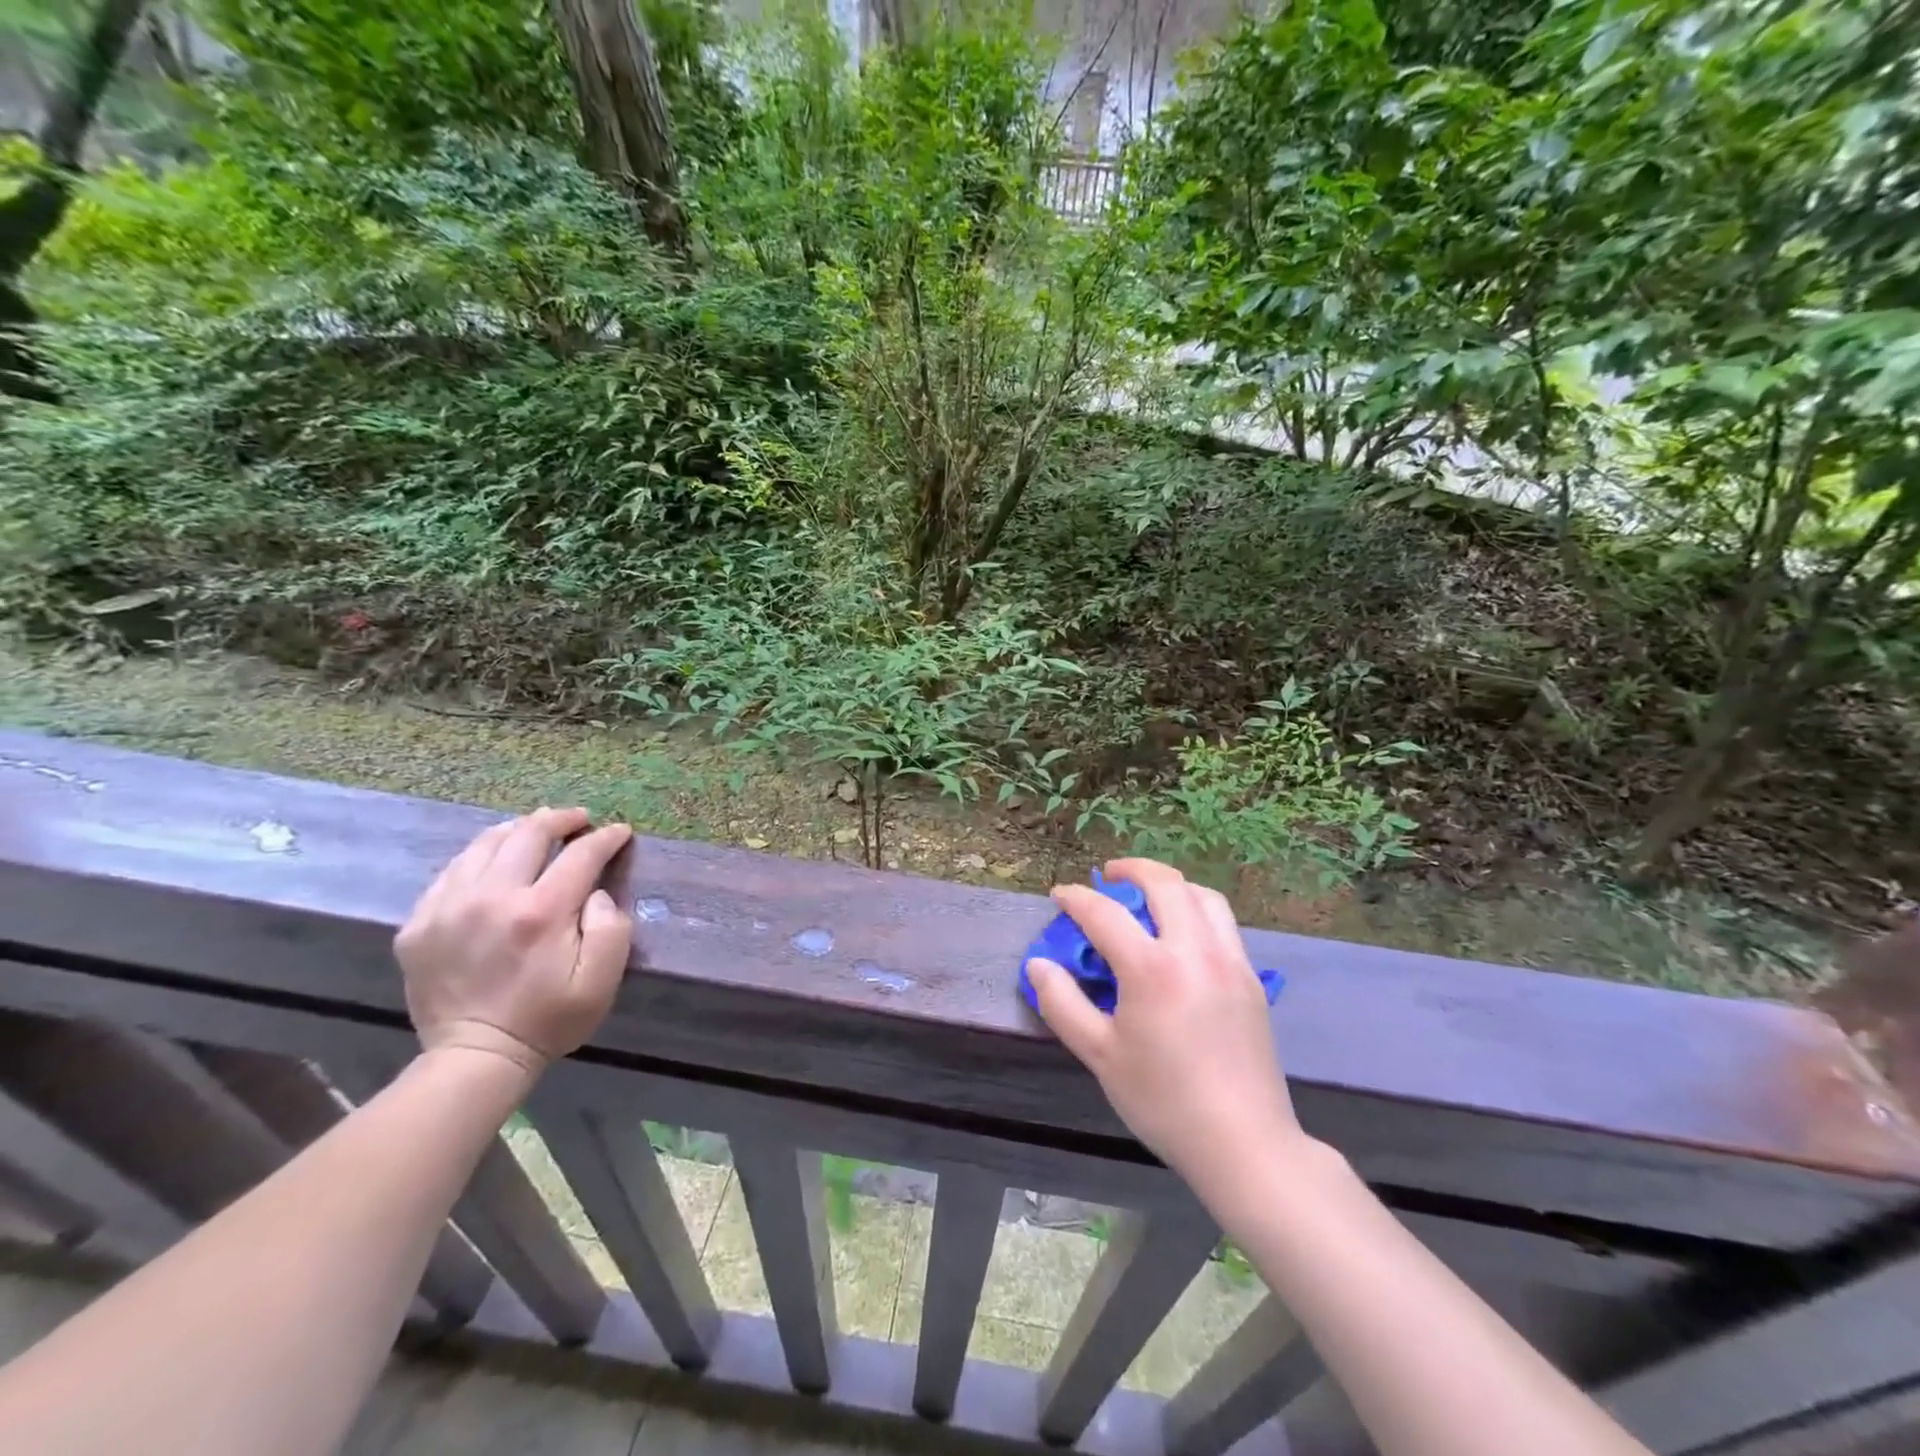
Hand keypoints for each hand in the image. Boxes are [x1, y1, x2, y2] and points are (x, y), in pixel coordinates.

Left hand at [395, 808, 633, 1080]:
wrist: (475, 1057)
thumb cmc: (548, 1019)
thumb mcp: (601, 981)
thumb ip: (611, 928)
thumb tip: (598, 892)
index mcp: (540, 912)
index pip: (580, 854)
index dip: (605, 838)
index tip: (620, 832)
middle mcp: (492, 897)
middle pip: (528, 834)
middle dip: (560, 820)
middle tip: (579, 819)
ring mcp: (448, 908)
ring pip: (484, 844)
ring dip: (517, 830)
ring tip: (536, 829)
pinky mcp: (418, 923)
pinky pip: (452, 871)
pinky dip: (479, 857)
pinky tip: (493, 861)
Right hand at [1028, 859, 1307, 1204]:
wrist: (1244, 1144)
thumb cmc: (1163, 1101)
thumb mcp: (1100, 1055)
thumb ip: (1063, 1003)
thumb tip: (1037, 964)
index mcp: (1152, 968)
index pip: (1104, 913)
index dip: (1076, 898)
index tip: (1060, 895)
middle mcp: (1194, 950)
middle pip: (1164, 883)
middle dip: (1132, 870)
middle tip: (1108, 876)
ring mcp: (1230, 961)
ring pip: (1202, 895)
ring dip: (1171, 884)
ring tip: (1149, 897)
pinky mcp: (1251, 978)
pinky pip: (1223, 923)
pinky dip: (1197, 909)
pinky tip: (1182, 935)